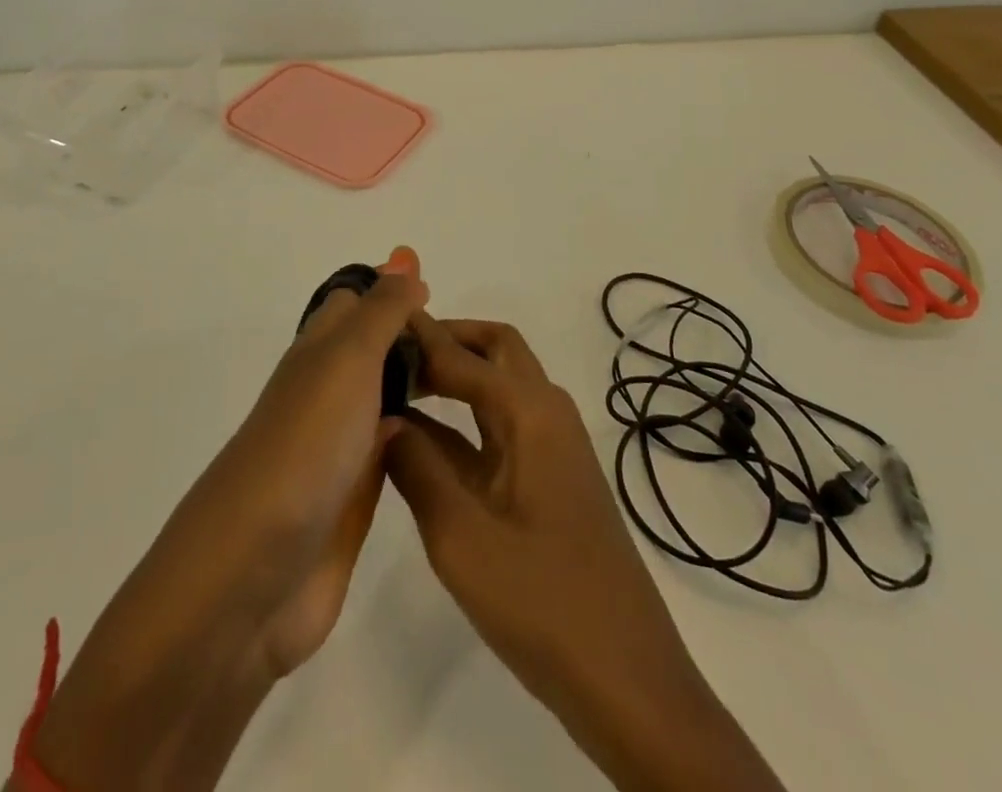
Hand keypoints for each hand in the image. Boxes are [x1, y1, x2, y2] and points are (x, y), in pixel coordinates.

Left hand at [26, 251, 425, 791]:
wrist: (252, 576)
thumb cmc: (304, 446)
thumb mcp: (348, 360)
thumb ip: (382, 309)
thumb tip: (405, 256)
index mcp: (317, 353)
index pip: (353, 302)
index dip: (390, 290)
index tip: (438, 291)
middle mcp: (325, 393)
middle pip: (370, 349)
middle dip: (412, 338)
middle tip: (469, 342)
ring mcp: (336, 448)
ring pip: (381, 398)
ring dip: (414, 385)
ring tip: (469, 382)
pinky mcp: (349, 501)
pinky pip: (387, 451)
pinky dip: (413, 438)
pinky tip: (445, 441)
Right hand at [387, 315, 782, 791]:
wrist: (627, 680)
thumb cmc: (543, 602)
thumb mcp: (461, 537)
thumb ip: (416, 468)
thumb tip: (382, 418)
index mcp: (531, 412)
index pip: (463, 355)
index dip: (420, 336)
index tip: (375, 321)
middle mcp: (546, 414)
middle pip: (495, 350)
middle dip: (447, 339)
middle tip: (393, 351)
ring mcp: (551, 448)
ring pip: (499, 387)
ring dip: (456, 375)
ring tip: (398, 382)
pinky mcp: (549, 480)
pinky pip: (500, 429)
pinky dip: (462, 419)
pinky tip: (420, 439)